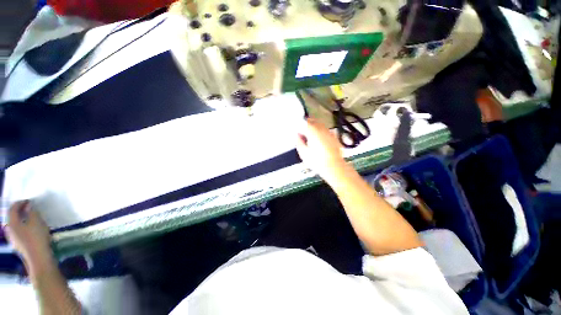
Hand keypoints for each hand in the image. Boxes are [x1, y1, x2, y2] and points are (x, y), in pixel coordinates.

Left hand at [4, 200, 52, 266]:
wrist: (38, 259)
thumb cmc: (37, 238)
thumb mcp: (37, 222)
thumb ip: (32, 212)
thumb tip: (29, 206)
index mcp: (12, 223)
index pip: (12, 208)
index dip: (20, 203)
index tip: (29, 201)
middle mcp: (10, 230)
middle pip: (12, 217)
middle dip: (20, 211)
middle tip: (30, 208)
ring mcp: (14, 239)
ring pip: (16, 225)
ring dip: (22, 219)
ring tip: (32, 218)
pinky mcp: (19, 244)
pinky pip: (19, 232)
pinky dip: (24, 227)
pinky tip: (32, 229)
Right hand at [296, 118, 351, 182]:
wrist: (334, 167)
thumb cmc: (318, 161)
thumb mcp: (303, 153)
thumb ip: (299, 142)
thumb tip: (297, 136)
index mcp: (313, 131)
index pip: (304, 122)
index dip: (299, 125)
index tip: (297, 130)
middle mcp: (322, 129)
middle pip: (313, 121)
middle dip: (307, 124)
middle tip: (302, 131)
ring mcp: (329, 133)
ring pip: (320, 125)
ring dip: (314, 127)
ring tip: (310, 135)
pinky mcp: (334, 138)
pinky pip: (326, 131)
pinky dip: (321, 132)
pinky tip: (319, 140)